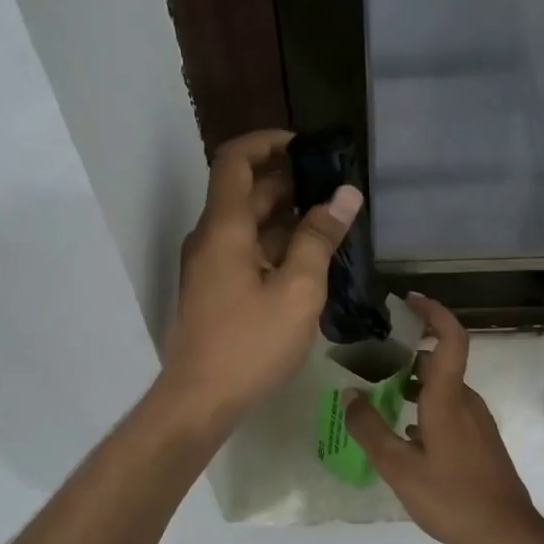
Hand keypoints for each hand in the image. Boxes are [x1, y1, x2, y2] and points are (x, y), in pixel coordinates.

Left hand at [157, 130, 361, 430]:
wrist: (198, 402)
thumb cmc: (250, 345)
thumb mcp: (297, 291)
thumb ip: (319, 238)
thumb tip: (344, 194)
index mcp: (224, 228)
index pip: (235, 159)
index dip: (268, 142)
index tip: (307, 147)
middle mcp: (210, 238)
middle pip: (245, 191)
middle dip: (289, 182)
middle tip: (334, 189)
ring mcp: (209, 265)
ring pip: (247, 224)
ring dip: (285, 216)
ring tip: (331, 224)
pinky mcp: (213, 290)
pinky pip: (244, 251)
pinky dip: (275, 245)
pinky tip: (309, 261)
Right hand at [343, 294, 543, 543]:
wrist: (507, 535)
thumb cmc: (452, 498)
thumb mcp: (399, 468)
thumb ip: (370, 429)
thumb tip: (349, 394)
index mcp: (448, 399)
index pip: (449, 339)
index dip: (433, 313)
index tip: (409, 300)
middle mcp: (465, 401)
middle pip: (438, 361)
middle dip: (405, 353)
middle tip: (369, 358)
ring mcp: (476, 421)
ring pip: (441, 387)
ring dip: (412, 383)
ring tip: (378, 394)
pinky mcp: (479, 439)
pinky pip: (448, 408)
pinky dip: (424, 405)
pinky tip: (403, 431)